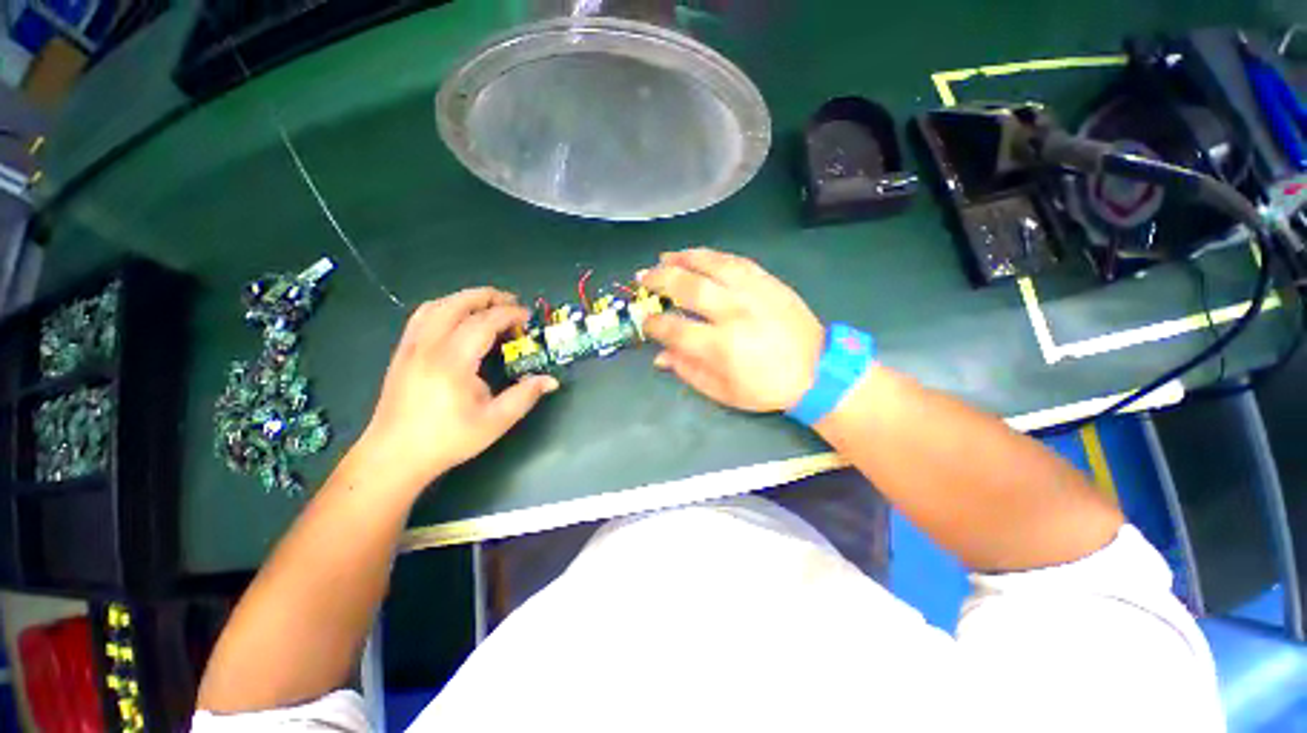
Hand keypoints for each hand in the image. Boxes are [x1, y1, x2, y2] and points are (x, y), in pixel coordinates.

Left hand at [355, 288, 557, 489]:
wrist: (395, 455)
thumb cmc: (448, 439)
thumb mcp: (495, 421)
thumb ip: (525, 396)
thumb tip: (551, 381)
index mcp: (453, 361)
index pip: (484, 322)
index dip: (509, 314)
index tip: (528, 318)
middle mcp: (429, 346)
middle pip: (457, 304)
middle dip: (488, 297)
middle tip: (512, 302)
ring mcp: (411, 346)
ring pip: (437, 305)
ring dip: (465, 299)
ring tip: (488, 306)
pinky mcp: (402, 352)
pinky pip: (422, 317)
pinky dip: (445, 308)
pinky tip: (458, 319)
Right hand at [639, 248, 823, 411]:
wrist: (817, 371)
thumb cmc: (767, 387)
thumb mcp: (724, 392)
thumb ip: (689, 372)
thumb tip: (660, 356)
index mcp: (720, 345)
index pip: (674, 328)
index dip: (653, 323)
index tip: (645, 321)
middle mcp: (733, 312)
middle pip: (687, 286)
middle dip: (659, 279)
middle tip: (643, 276)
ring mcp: (752, 292)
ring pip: (711, 264)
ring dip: (683, 258)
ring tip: (665, 257)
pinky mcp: (768, 282)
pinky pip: (736, 261)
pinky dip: (713, 256)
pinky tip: (700, 256)